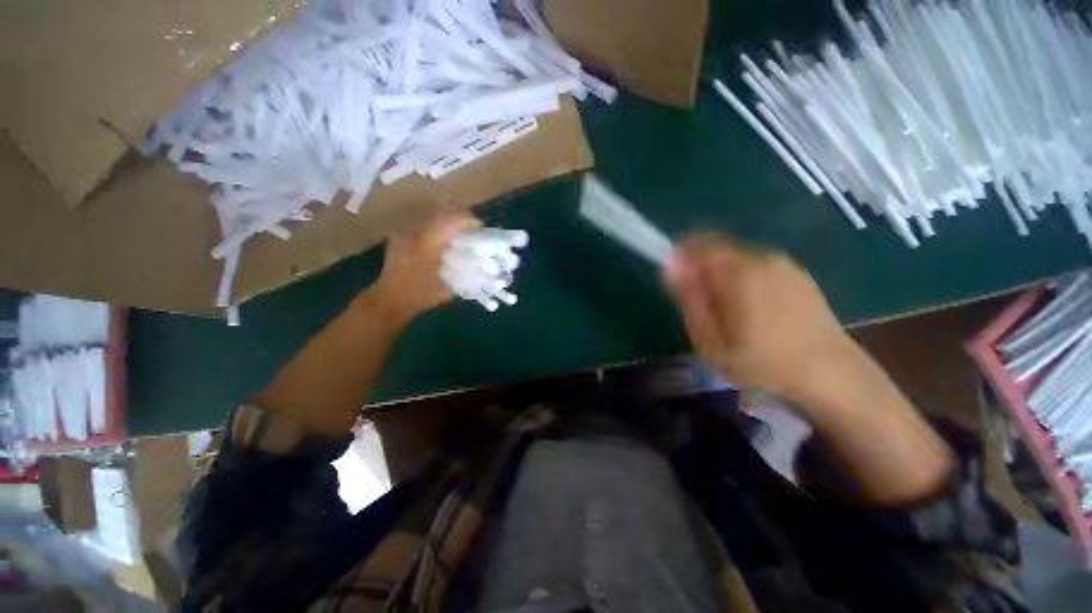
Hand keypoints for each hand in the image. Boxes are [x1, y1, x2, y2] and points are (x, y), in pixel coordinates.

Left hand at [369, 210, 481, 323]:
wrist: (388, 301)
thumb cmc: (418, 297)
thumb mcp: (446, 290)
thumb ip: (462, 277)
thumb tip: (478, 270)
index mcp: (427, 246)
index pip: (449, 222)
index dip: (466, 220)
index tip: (479, 225)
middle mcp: (415, 236)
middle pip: (440, 216)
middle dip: (458, 218)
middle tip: (472, 226)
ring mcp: (405, 236)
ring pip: (430, 220)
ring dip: (446, 223)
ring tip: (459, 232)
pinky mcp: (399, 240)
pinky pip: (421, 229)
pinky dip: (435, 230)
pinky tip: (441, 241)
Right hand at [665, 235, 853, 402]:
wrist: (831, 373)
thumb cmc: (762, 363)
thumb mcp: (712, 341)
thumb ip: (689, 300)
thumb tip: (670, 268)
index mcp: (738, 273)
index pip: (696, 246)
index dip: (680, 259)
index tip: (676, 283)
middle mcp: (761, 259)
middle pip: (716, 250)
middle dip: (700, 269)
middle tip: (700, 303)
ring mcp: (782, 264)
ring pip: (735, 258)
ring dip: (721, 274)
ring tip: (726, 310)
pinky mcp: (797, 273)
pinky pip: (756, 265)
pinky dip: (742, 277)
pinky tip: (750, 307)